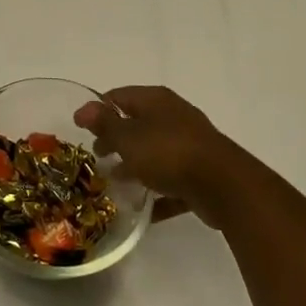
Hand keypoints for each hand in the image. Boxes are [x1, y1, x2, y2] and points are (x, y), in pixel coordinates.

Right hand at [74, 86, 266, 229]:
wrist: (224, 186)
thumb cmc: (168, 153)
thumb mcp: (128, 137)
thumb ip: (105, 123)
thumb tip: (83, 107)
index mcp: (155, 100)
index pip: (119, 96)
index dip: (98, 110)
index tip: (81, 129)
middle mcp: (173, 116)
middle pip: (137, 123)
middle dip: (116, 139)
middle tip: (98, 157)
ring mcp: (190, 144)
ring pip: (155, 152)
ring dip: (136, 165)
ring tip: (115, 182)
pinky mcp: (201, 173)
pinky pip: (172, 180)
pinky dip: (157, 191)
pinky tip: (143, 210)